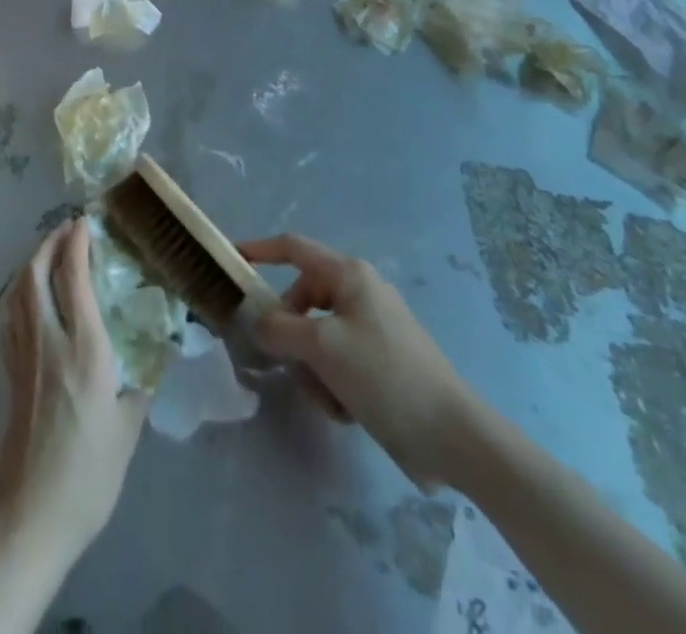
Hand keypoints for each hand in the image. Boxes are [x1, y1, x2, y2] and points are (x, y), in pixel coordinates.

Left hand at [0, 219, 148, 565]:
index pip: (74, 278)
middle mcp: (48, 340)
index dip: (77, 243)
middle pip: (37, 273)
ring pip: (19, 290)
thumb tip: (156, 349)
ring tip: (49, 251)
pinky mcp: (9, 371)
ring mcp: (23, 354)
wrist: (32, 515)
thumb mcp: (128, 429)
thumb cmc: (89, 474)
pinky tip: (29, 295)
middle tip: (66, 228)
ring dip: (33, 262)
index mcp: (83, 349)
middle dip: (49, 242)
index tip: (86, 222)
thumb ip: (141, 382)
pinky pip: (11, 314)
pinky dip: (20, 291)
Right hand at [238, 234, 478, 489]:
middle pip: (303, 300)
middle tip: (285, 363)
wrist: (454, 437)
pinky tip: (347, 411)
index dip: (259, 249)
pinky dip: (334, 383)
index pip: (292, 247)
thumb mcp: (322, 348)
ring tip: (329, 399)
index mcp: (349, 274)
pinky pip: (339, 361)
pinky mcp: (384, 361)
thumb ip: (279, 329)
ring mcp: (374, 326)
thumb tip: (259, 323)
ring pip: (318, 336)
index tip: (231, 260)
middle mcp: (361, 291)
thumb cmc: (384, 377)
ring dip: (313, 368)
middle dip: (291, 335)